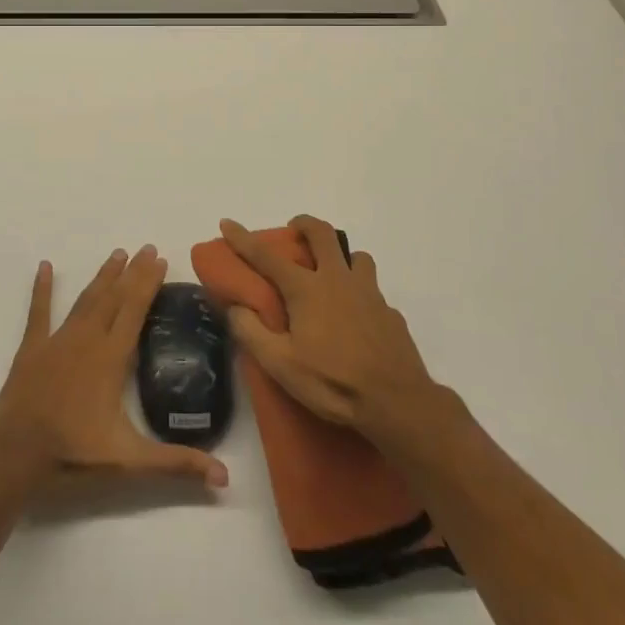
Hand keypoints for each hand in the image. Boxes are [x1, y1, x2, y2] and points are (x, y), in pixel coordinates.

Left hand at [0, 245, 228, 488]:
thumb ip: (177, 464)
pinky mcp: (32, 349)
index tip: (160, 259)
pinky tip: (44, 267)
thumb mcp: (131, 461)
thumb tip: (224, 478)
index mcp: (111, 358)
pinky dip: (41, 289)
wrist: (15, 457)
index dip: (149, 283)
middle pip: (114, 297)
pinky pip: (38, 312)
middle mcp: (87, 339)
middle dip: (132, 272)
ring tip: (116, 254)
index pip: (135, 310)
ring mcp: (57, 340)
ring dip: (102, 277)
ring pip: (85, 300)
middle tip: (146, 248)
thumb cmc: (74, 454)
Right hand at [220, 215, 462, 455]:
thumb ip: (252, 332)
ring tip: (332, 273)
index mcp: (307, 289)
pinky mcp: (390, 312)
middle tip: (295, 229)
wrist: (397, 402)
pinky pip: (373, 290)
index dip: (243, 238)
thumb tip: (235, 306)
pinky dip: (361, 293)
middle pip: (323, 234)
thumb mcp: (281, 365)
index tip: (227, 222)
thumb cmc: (333, 382)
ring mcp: (369, 293)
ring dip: (341, 256)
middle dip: (305, 223)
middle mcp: (338, 280)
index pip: (266, 256)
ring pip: (357, 256)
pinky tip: (358, 318)